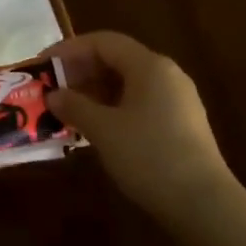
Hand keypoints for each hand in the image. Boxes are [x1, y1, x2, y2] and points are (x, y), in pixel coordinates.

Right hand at [44, 31, 235, 219]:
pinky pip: (140, 103)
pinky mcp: (181, 124)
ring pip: (128, 84)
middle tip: (52, 91)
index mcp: (149, 66)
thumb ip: (75, 106)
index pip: (103, 42)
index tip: (42, 66)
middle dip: (81, 72)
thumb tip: (53, 95)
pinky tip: (96, 130)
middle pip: (117, 60)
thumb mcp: (104, 130)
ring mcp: (177, 100)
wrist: (202, 203)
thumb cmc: (149, 156)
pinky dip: (114, 108)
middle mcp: (167, 74)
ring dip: (95, 93)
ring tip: (68, 111)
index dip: (69, 50)